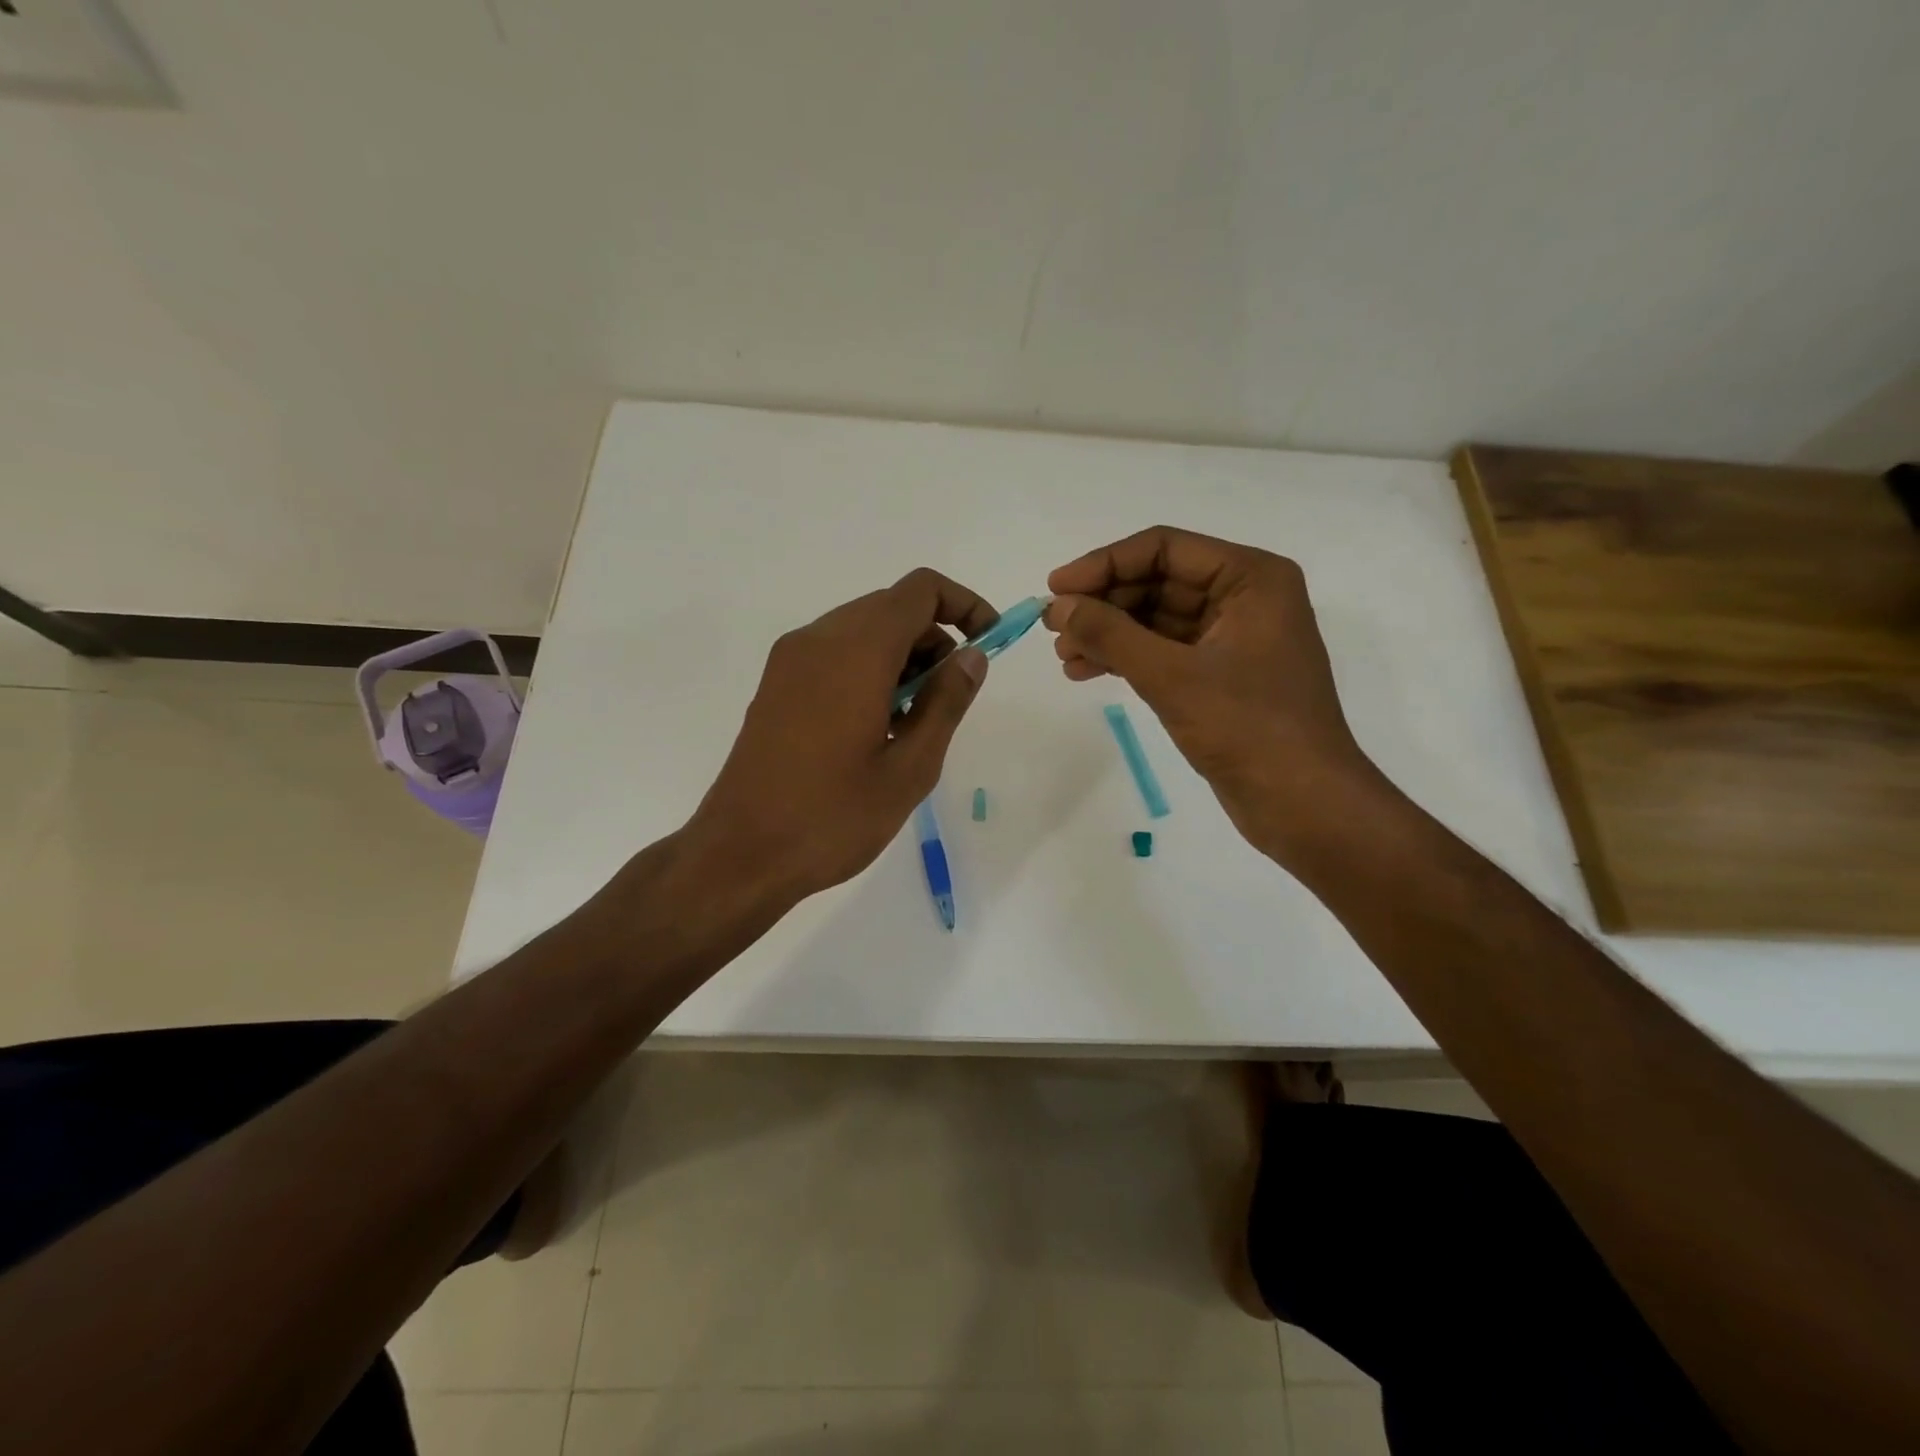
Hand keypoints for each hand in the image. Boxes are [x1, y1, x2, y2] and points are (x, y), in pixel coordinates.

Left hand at [686, 568, 994, 901]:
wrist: (740, 854)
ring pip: (862, 630)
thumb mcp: (910, 767)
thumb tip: (972, 656)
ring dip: (902, 657)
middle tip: (949, 699)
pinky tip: (875, 727)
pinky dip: (868, 669)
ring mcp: (789, 661)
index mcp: (855, 651)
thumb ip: (946, 702)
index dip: (964, 605)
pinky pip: (834, 653)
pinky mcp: (776, 685)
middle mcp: (818, 639)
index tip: (988, 644)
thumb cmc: (833, 817)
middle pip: (891, 607)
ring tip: (912, 723)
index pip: (920, 591)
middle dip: (934, 638)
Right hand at [1044, 526, 1384, 858]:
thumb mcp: (1172, 676)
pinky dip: (1125, 659)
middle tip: (1053, 627)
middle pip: (1157, 582)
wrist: (1302, 803)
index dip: (1104, 564)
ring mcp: (1232, 638)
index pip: (1164, 549)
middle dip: (1103, 604)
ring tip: (1063, 656)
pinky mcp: (1220, 675)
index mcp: (1250, 578)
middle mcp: (1244, 598)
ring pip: (1155, 618)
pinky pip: (1163, 651)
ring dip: (1108, 633)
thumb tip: (1058, 607)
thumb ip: (1111, 635)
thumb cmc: (1248, 728)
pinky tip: (1086, 672)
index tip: (1056, 589)